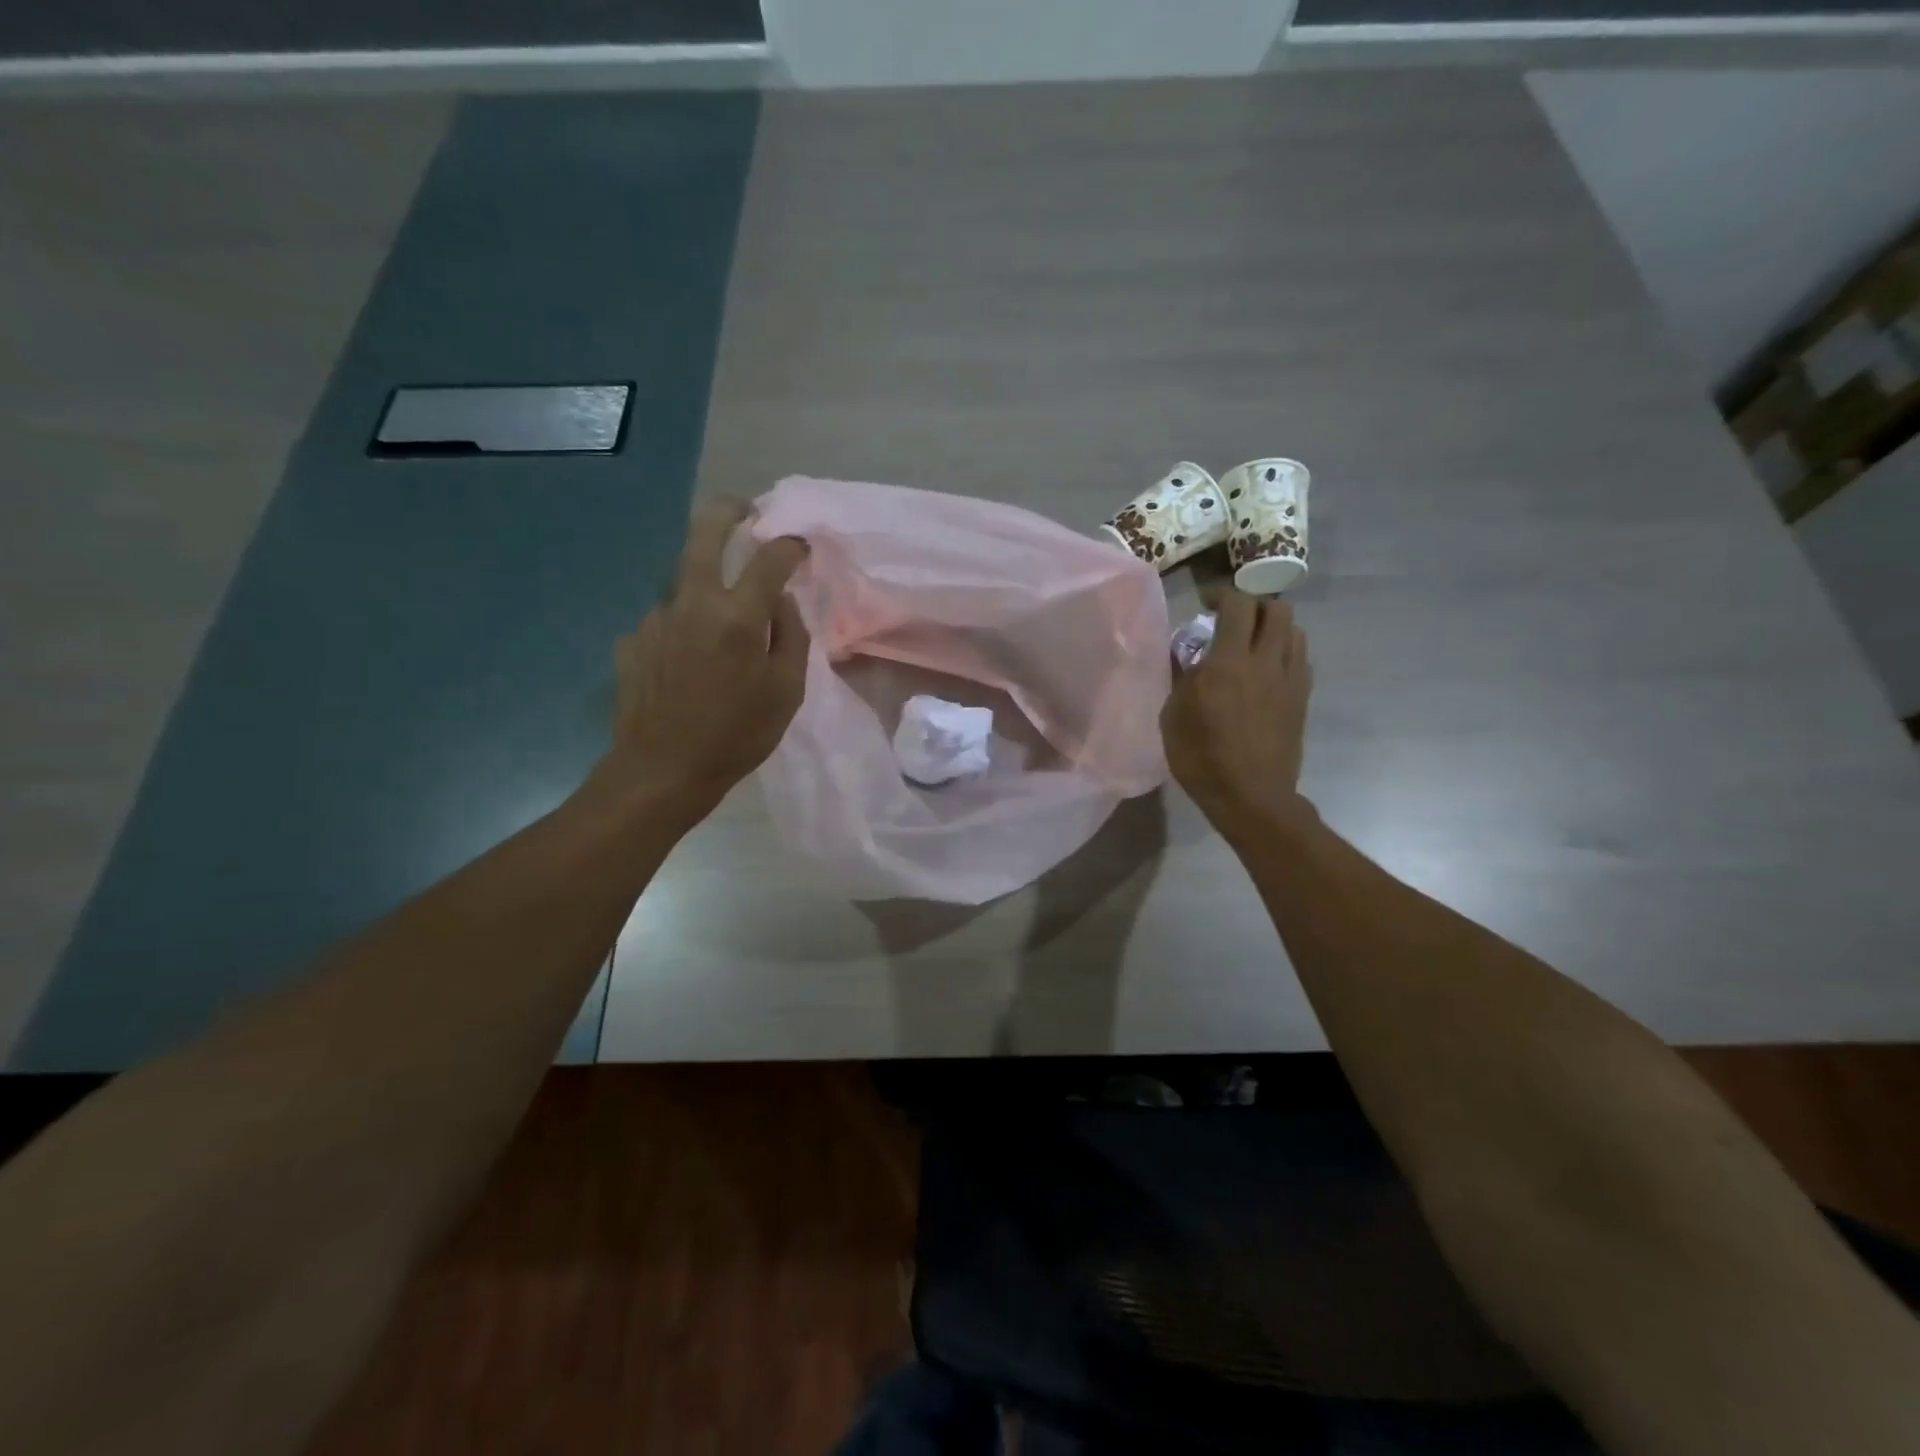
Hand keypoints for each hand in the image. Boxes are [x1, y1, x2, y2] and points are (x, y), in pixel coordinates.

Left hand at [594, 501, 809, 825]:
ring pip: (684, 585)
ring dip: (704, 589)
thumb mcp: (786, 692)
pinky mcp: (632, 641)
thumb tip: (781, 601)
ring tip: (719, 630)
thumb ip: (791, 637)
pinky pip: (666, 623)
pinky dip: (683, 630)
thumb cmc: (737, 735)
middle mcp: (693, 604)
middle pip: (705, 536)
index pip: (769, 560)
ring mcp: (655, 619)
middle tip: (743, 509)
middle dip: (727, 513)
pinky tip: (688, 664)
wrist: (662, 770)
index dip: (789, 547)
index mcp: (737, 616)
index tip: (799, 547)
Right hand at [1161, 592, 1313, 839]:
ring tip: (1252, 642)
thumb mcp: (1174, 717)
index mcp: (1230, 663)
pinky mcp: (1302, 698)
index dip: (1222, 594)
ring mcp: (1290, 680)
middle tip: (1232, 619)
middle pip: (1277, 609)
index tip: (1206, 604)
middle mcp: (1266, 662)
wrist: (1252, 797)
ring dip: (1273, 627)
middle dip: (1254, 605)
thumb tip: (1187, 653)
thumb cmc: (1202, 758)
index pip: (1238, 606)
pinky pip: (1300, 658)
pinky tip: (1266, 670)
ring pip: (1295, 631)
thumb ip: (1182, 677)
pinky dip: (1284, 652)